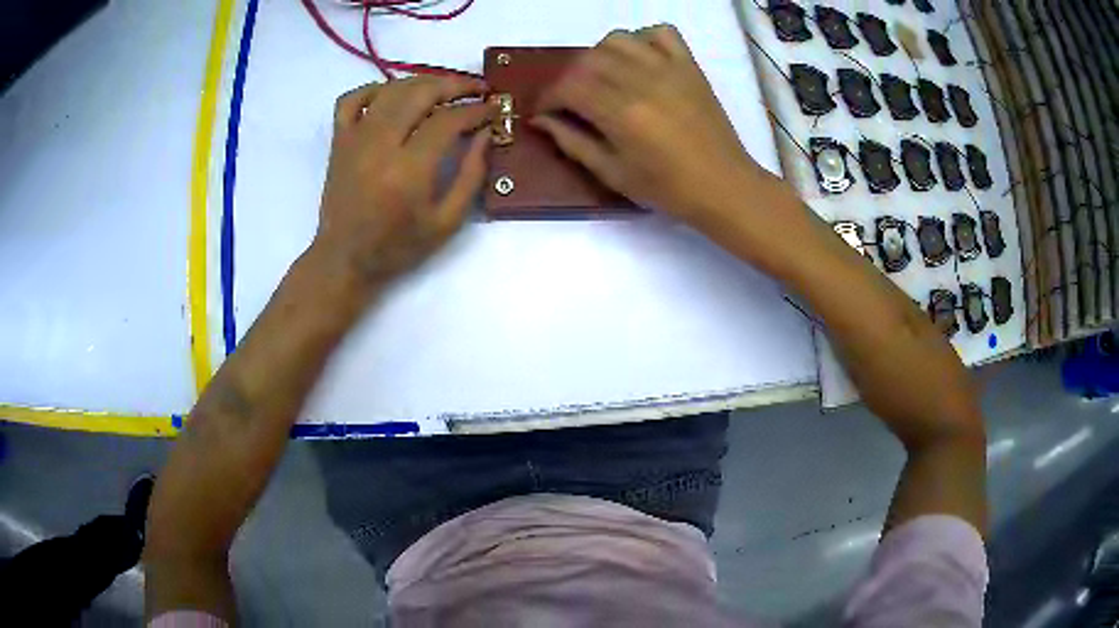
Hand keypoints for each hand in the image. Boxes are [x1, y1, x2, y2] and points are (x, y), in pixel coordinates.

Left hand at [312, 76, 491, 295]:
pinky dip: (373, 89)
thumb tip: (485, 134)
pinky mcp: (338, 140)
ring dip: (422, 82)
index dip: (476, 110)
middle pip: (420, 93)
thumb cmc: (398, 247)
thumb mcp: (446, 222)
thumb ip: (471, 175)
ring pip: (390, 89)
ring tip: (443, 90)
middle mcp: (379, 145)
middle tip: (476, 89)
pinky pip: (351, 99)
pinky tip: (392, 95)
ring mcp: (354, 139)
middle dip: (454, 85)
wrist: (345, 259)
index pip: (448, 120)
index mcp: (408, 170)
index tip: (493, 109)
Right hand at [533, 26, 774, 223]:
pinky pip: (661, 32)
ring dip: (600, 55)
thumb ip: (572, 142)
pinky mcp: (690, 66)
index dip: (548, 97)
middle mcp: (642, 81)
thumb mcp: (612, 174)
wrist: (723, 185)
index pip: (568, 87)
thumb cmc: (667, 188)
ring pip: (618, 40)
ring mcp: (669, 68)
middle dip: (569, 78)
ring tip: (603, 78)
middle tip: (571, 100)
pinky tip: (639, 61)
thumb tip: (540, 120)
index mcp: (621, 113)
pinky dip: (642, 39)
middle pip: (588, 60)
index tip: (545, 111)